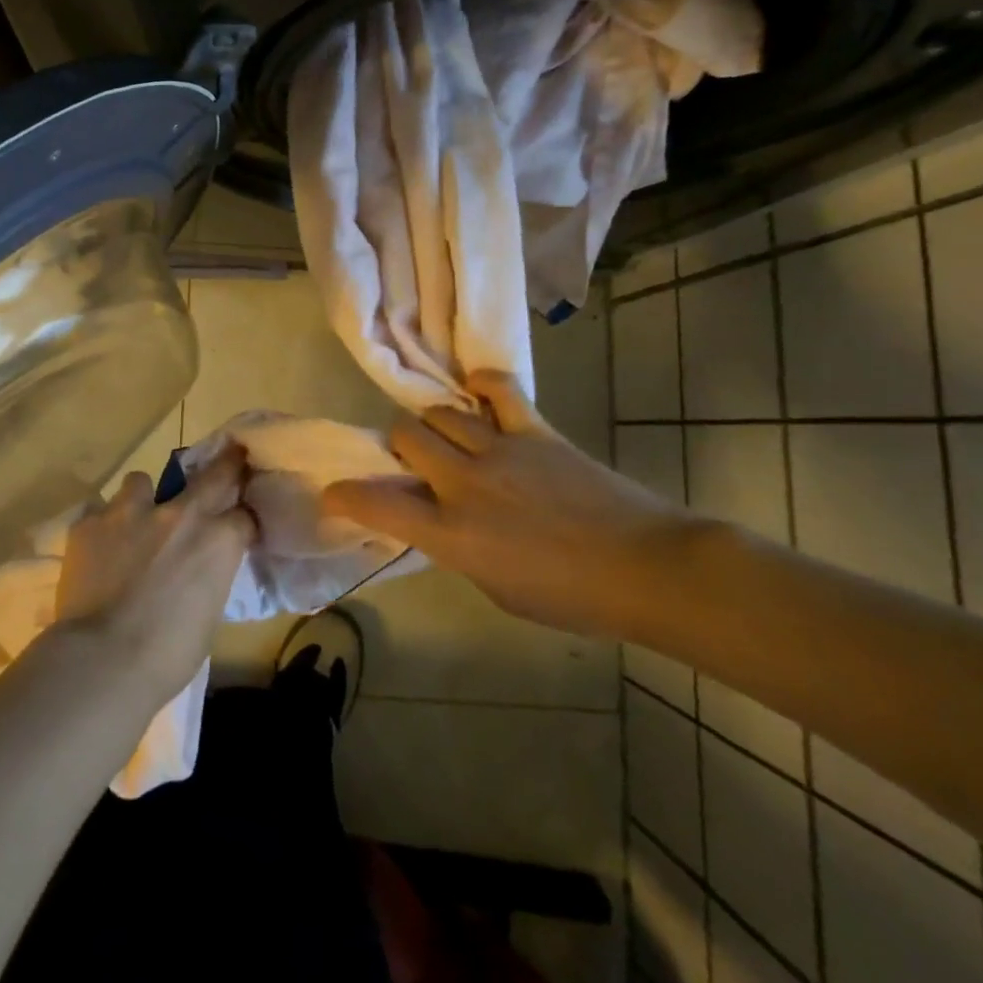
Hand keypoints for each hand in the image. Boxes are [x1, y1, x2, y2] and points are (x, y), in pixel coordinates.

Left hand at [53, 445, 254, 705]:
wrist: (102, 660)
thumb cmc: (167, 655)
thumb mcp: (208, 616)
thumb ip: (208, 577)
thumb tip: (199, 571)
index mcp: (218, 542)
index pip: (245, 515)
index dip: (242, 519)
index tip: (240, 523)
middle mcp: (180, 514)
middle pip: (214, 473)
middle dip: (225, 464)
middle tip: (228, 457)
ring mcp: (131, 512)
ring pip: (141, 481)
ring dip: (142, 498)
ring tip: (133, 522)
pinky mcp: (90, 522)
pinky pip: (99, 511)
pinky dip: (102, 526)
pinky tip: (96, 549)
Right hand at [323, 371, 703, 634]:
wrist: (649, 569)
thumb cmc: (573, 597)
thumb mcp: (497, 589)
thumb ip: (458, 550)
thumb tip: (441, 522)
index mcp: (452, 535)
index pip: (377, 506)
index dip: (345, 496)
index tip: (333, 494)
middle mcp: (464, 484)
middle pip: (404, 436)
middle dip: (397, 445)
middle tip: (412, 461)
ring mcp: (499, 451)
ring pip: (439, 412)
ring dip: (432, 423)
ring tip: (446, 436)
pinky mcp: (535, 431)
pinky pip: (497, 390)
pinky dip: (480, 385)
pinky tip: (475, 391)